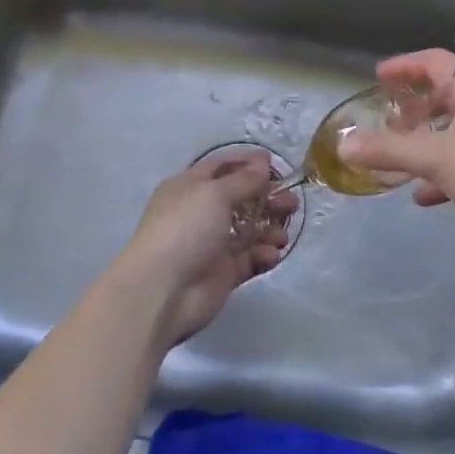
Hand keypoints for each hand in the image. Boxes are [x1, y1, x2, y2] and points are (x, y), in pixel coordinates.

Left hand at [119, 150, 295, 348]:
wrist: (162, 291)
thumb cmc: (185, 229)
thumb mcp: (214, 194)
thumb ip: (243, 180)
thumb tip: (262, 163)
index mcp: (190, 187)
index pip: (221, 167)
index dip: (247, 163)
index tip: (275, 165)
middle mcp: (200, 213)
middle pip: (241, 198)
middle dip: (268, 198)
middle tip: (291, 202)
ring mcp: (212, 244)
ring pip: (249, 230)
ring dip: (270, 228)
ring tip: (284, 234)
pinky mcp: (223, 273)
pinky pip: (249, 258)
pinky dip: (263, 255)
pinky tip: (272, 254)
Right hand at [341, 50, 454, 234]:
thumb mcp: (435, 156)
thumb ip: (388, 150)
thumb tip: (344, 146)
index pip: (434, 62)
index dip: (404, 67)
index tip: (379, 76)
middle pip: (444, 96)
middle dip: (413, 111)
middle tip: (386, 123)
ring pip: (454, 129)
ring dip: (425, 143)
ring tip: (397, 159)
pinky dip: (443, 169)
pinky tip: (424, 194)